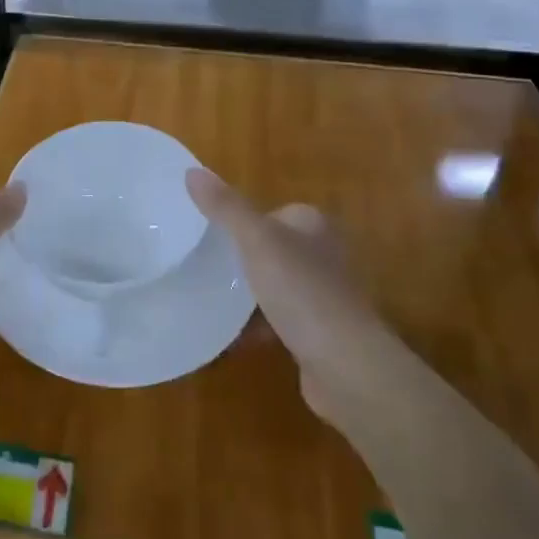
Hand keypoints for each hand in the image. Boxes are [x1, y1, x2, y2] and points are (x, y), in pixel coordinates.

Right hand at [186, 168, 383, 420]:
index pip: (272, 212)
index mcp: (313, 226)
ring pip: (272, 286)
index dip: (241, 221)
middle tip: (201, 266)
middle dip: (239, 259)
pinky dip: (253, 327)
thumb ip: (225, 207)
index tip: (208, 234)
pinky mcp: (317, 334)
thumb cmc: (302, 292)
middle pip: (270, 249)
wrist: (346, 367)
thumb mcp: (256, 241)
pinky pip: (276, 322)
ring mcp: (322, 297)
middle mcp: (322, 256)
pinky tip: (226, 336)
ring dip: (245, 295)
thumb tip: (191, 171)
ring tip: (206, 298)